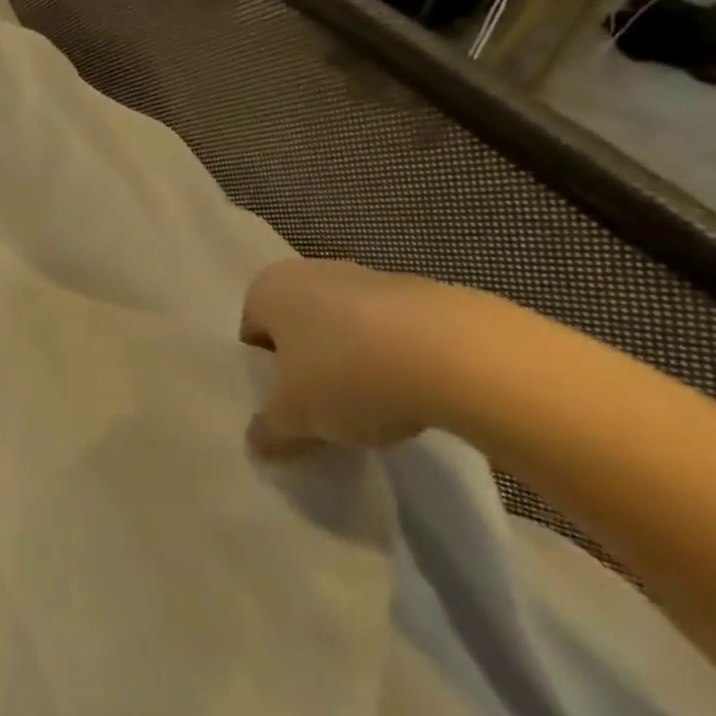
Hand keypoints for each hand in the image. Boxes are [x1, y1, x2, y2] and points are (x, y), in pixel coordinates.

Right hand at [239, 259, 483, 459]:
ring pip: (351, 329)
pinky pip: (400, 334)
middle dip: (310, 365)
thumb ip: (268, 430)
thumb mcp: (294, 418)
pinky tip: (418, 397)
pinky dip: (402, 361)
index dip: (266, 372)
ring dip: (356, 363)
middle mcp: (314, 272)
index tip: (285, 404)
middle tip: (323, 408)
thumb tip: (257, 443)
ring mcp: (375, 278)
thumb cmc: (347, 374)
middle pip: (302, 327)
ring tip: (376, 408)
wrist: (464, 357)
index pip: (252, 332)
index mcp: (269, 288)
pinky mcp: (432, 295)